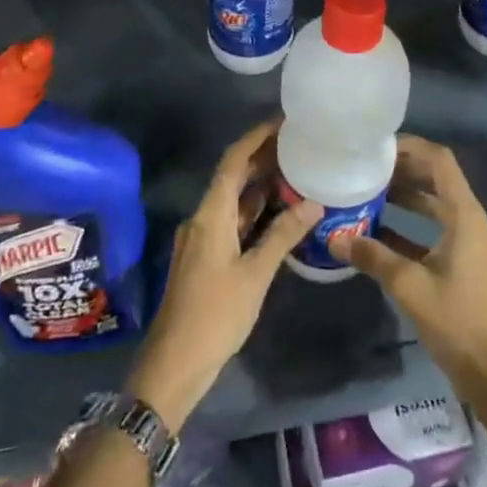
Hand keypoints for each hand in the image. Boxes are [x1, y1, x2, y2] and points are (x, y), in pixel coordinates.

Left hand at [125, 120, 319, 431]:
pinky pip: (231, 221)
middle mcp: (202, 217)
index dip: (256, 137)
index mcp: (210, 214)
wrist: (173, 365)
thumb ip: (282, 236)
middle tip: (298, 145)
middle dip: (262, 158)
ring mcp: (202, 238)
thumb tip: (314, 203)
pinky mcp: (205, 257)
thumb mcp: (254, 275)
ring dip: (259, 186)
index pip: (233, 161)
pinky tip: (278, 214)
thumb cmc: (214, 316)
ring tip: (295, 173)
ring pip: (232, 201)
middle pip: (232, 177)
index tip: (283, 122)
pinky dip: (253, 212)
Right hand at [335, 135, 486, 399]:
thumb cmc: (454, 319)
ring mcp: (467, 241)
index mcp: (464, 215)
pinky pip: (434, 228)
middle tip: (367, 166)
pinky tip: (377, 231)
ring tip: (368, 190)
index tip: (377, 147)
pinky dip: (409, 224)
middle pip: (436, 177)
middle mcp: (469, 219)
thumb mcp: (408, 285)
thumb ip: (372, 256)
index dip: (410, 147)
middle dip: (402, 169)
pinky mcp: (461, 261)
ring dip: (405, 195)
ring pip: (434, 203)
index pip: (439, 160)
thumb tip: (334, 239)